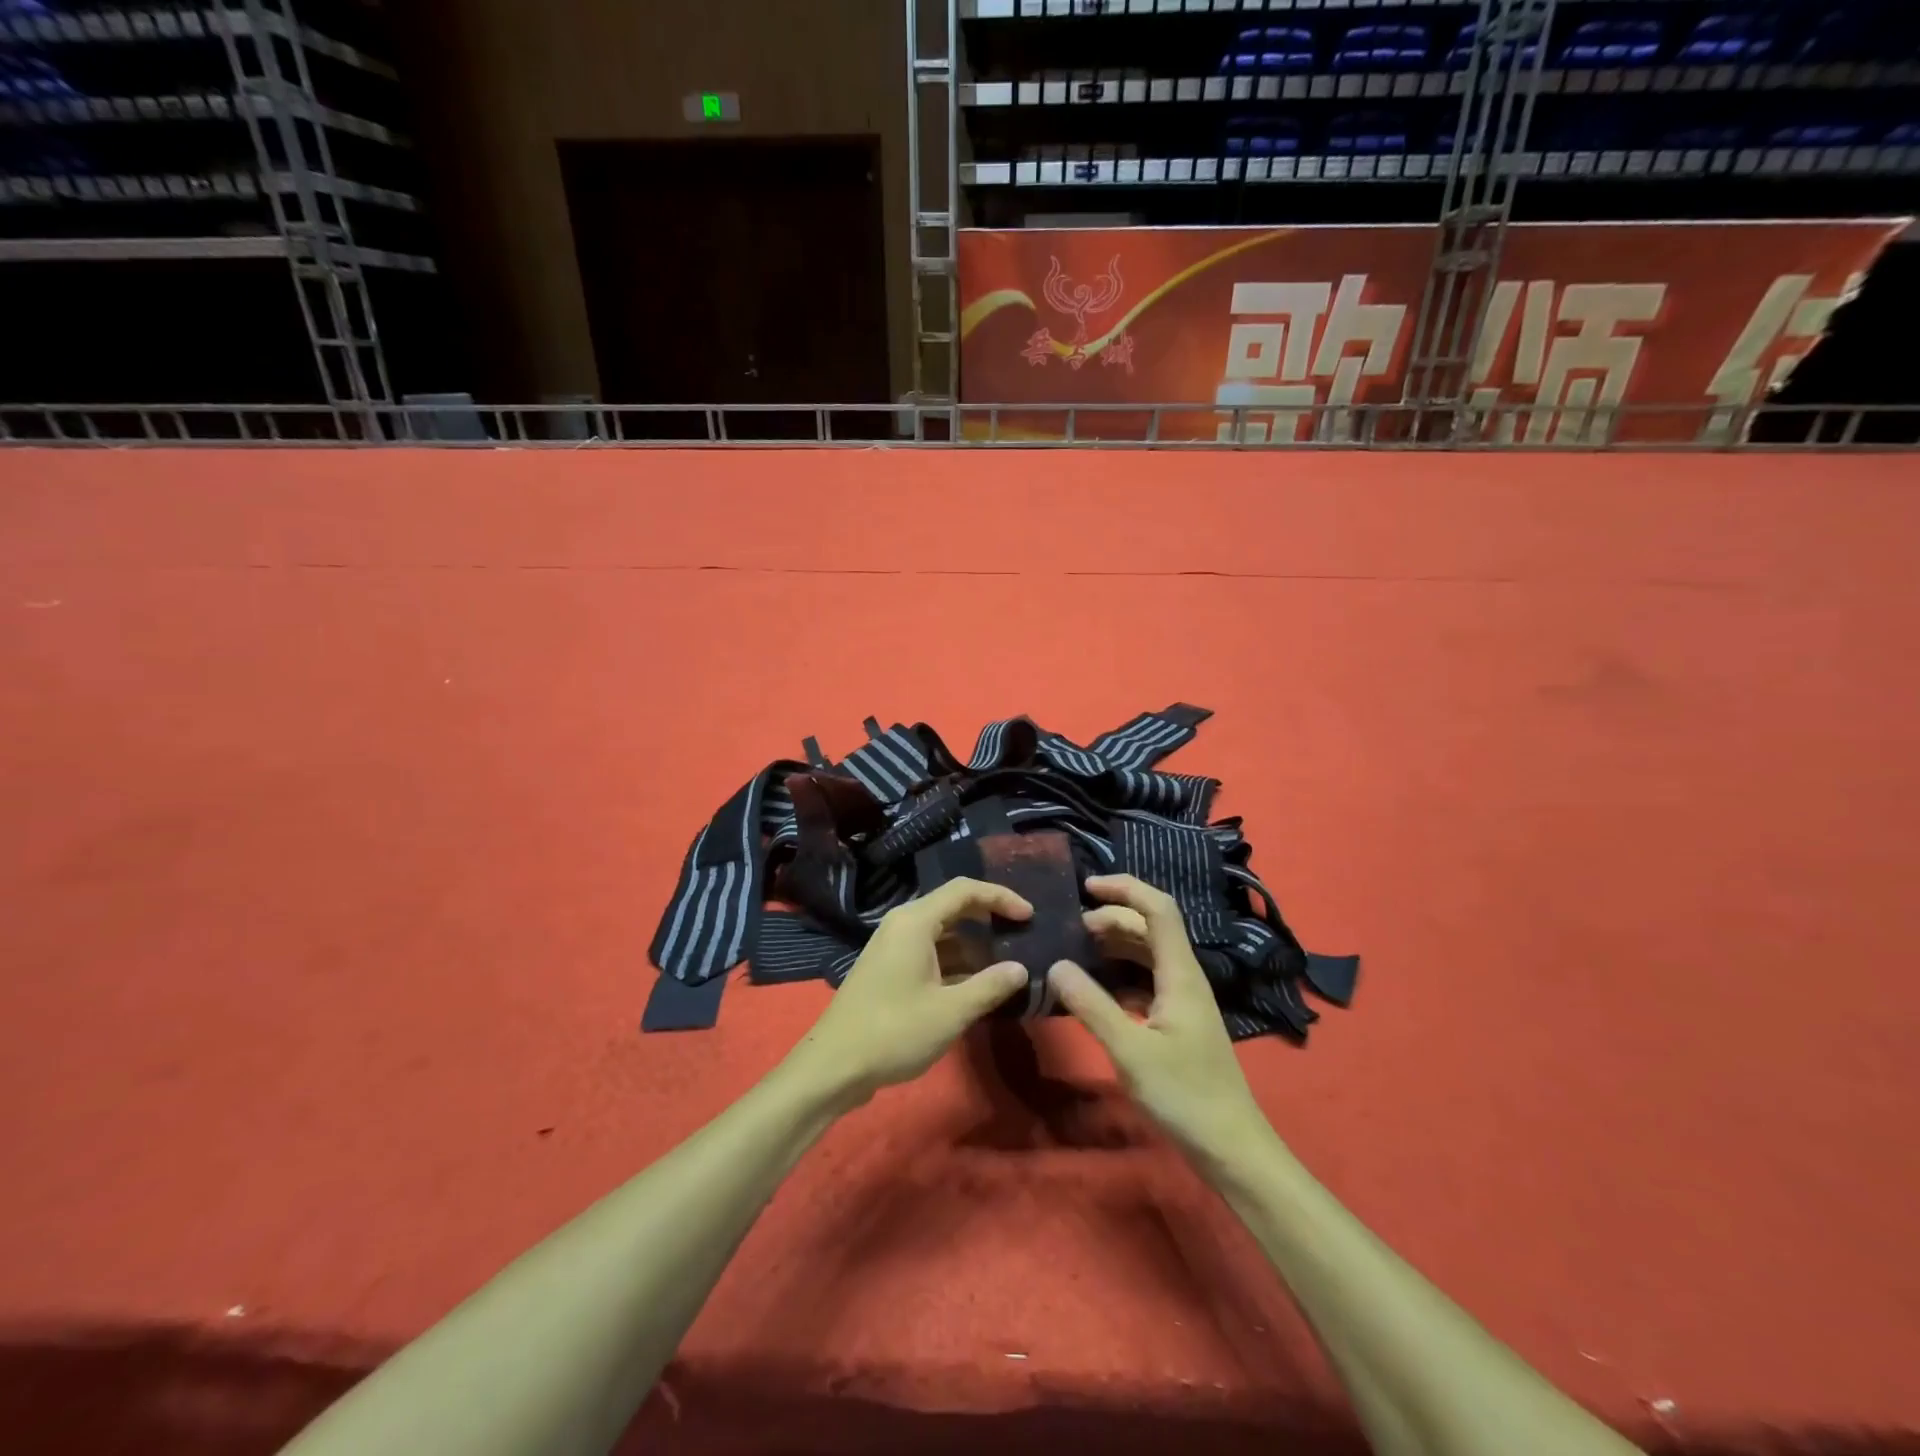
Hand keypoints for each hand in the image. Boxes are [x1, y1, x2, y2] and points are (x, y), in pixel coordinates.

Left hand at [786, 878, 1030, 1107]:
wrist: (834, 1065)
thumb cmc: (894, 1031)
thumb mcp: (951, 1011)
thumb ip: (990, 986)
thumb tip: (1021, 969)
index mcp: (915, 922)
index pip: (964, 890)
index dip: (1000, 897)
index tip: (1028, 915)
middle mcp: (903, 925)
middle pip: (953, 906)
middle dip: (989, 917)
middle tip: (1022, 934)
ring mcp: (894, 947)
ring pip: (943, 932)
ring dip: (974, 944)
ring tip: (1007, 962)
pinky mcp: (890, 969)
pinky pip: (931, 952)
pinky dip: (956, 961)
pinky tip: (977, 984)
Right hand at [1049, 875, 1273, 1171]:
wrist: (1231, 1147)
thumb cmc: (1184, 1095)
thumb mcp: (1130, 1051)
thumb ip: (1092, 1005)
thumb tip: (1056, 964)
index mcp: (1180, 973)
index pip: (1158, 909)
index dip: (1125, 888)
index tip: (1086, 887)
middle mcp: (1184, 977)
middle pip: (1150, 928)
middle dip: (1112, 917)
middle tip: (1071, 928)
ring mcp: (1183, 999)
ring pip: (1148, 954)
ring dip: (1115, 944)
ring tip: (1077, 950)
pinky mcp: (1178, 1021)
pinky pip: (1146, 980)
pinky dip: (1119, 974)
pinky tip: (1095, 989)